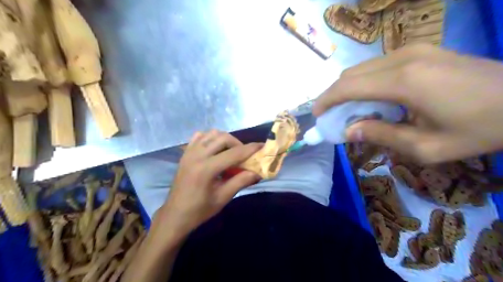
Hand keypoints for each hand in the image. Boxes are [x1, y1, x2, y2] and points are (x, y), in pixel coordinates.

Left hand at [158, 131, 260, 236]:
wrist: (175, 215)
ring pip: (212, 134)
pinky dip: (210, 138)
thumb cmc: (200, 210)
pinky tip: (215, 148)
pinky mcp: (185, 153)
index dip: (251, 149)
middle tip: (244, 155)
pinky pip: (199, 137)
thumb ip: (241, 181)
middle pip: (223, 138)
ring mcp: (189, 152)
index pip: (234, 153)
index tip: (262, 146)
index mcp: (207, 169)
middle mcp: (197, 155)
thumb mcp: (223, 197)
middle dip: (238, 144)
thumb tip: (258, 172)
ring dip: (225, 139)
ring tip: (231, 152)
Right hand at [313, 44, 502, 162]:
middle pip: (351, 74)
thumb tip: (348, 131)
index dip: (326, 101)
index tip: (317, 115)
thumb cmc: (479, 129)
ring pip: (362, 68)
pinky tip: (372, 99)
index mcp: (403, 81)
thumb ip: (381, 135)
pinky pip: (377, 65)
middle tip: (331, 116)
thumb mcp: (426, 146)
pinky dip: (365, 82)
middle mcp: (402, 58)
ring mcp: (413, 50)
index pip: (347, 87)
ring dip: (349, 89)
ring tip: (349, 110)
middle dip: (334, 95)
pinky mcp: (420, 50)